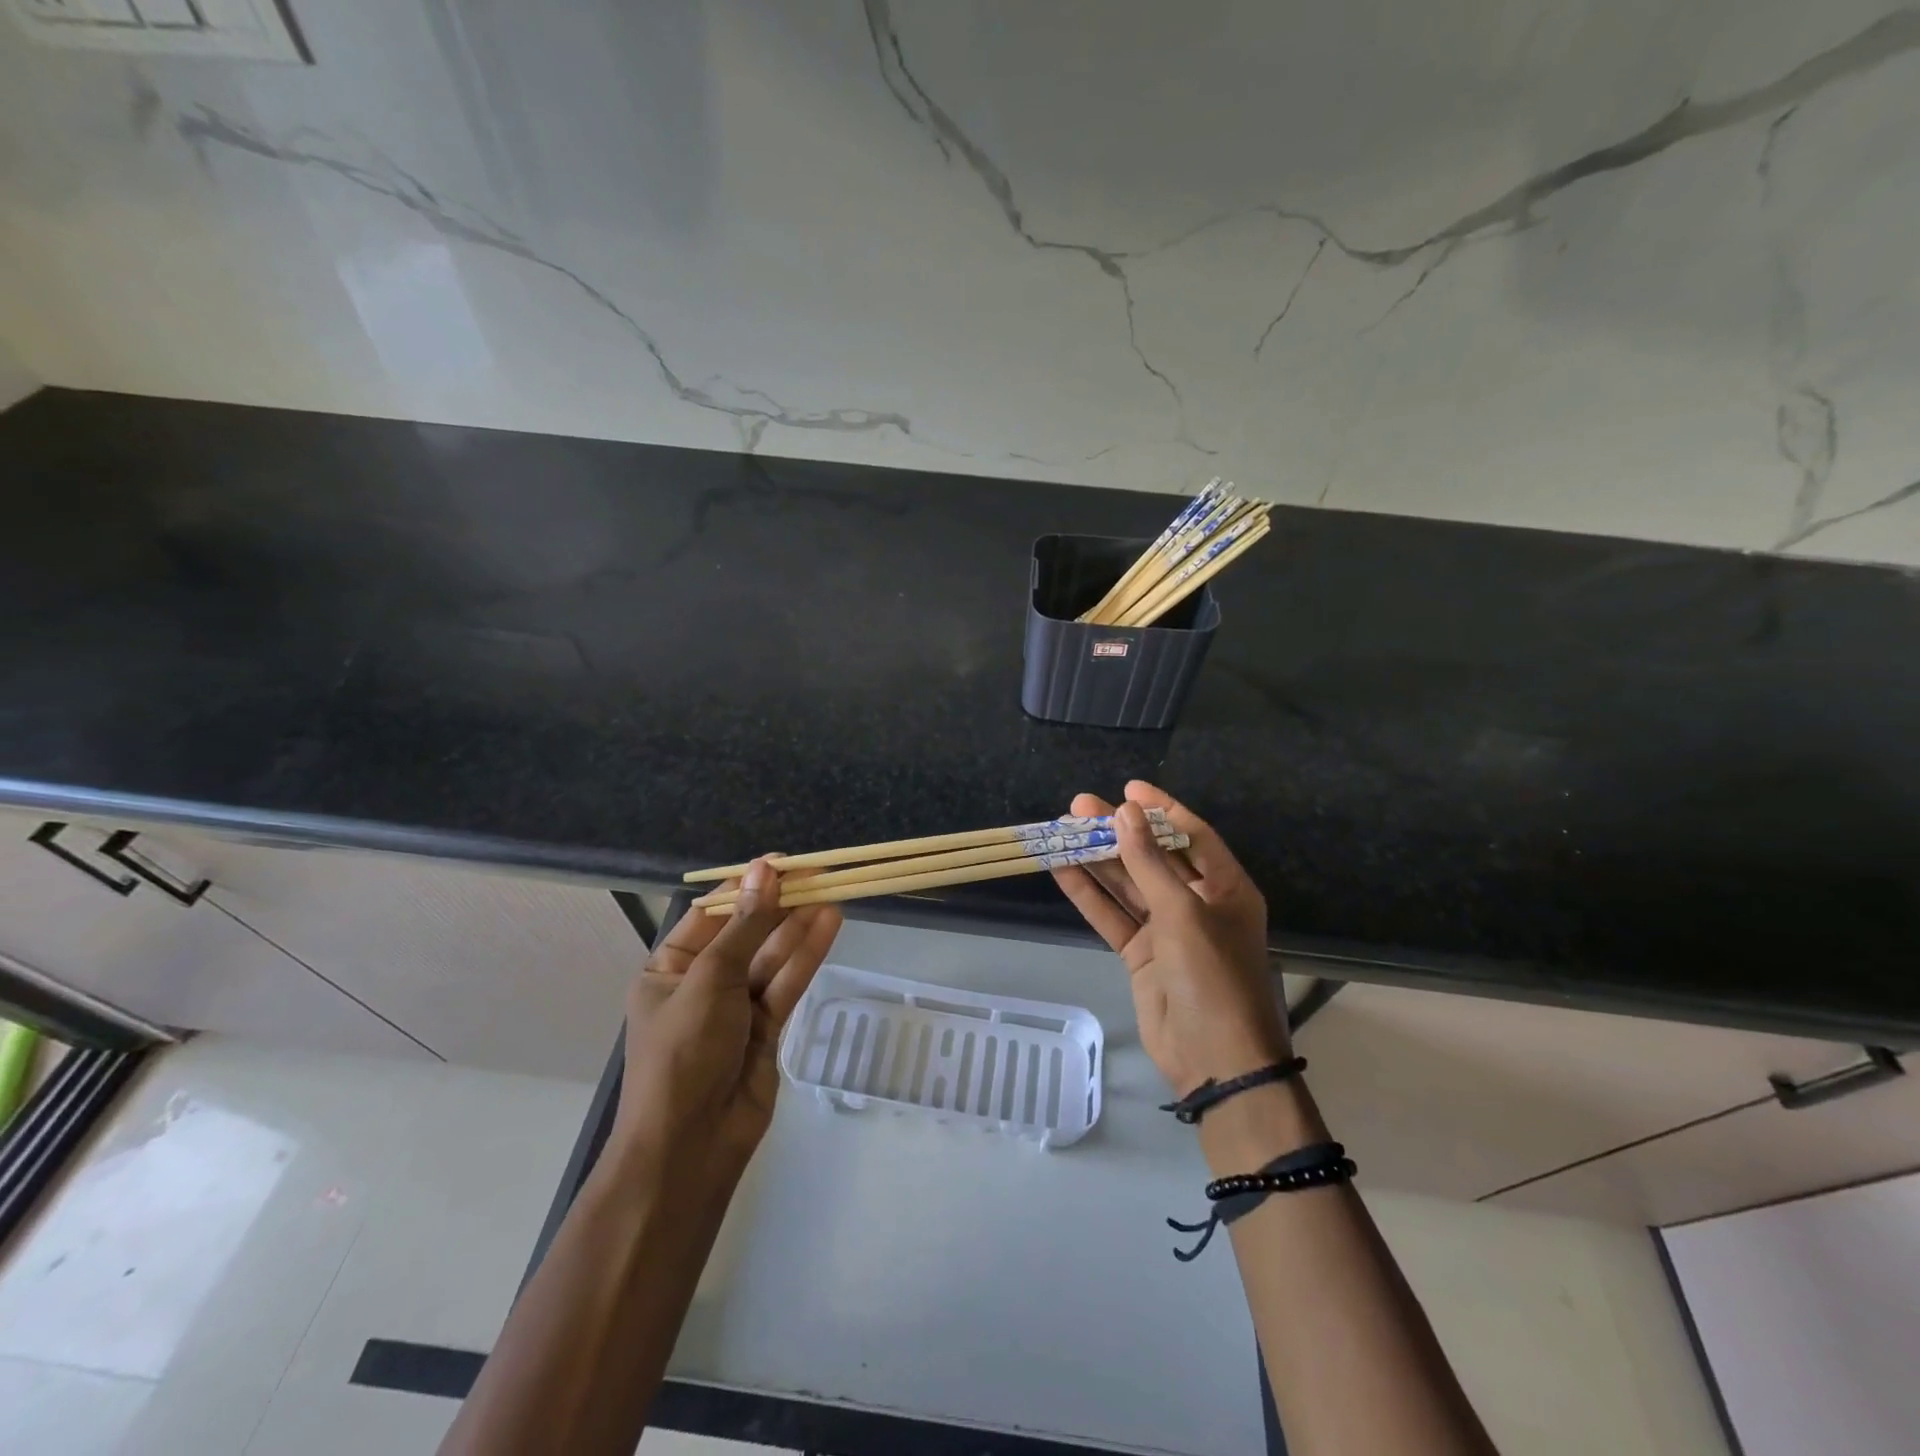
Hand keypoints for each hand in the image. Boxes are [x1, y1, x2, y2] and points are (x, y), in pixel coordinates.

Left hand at [613, 860, 842, 1168]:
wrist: (691, 1147)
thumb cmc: (684, 1054)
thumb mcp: (710, 980)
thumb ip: (745, 925)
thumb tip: (765, 869)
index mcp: (670, 968)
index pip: (711, 914)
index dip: (745, 886)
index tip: (782, 863)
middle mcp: (702, 983)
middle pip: (746, 932)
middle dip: (779, 904)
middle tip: (818, 873)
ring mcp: (736, 1007)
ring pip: (772, 956)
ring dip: (799, 925)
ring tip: (833, 891)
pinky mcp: (766, 1028)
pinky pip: (787, 983)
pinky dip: (807, 954)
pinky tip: (830, 924)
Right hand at [1051, 782, 1288, 1097]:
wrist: (1214, 1061)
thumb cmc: (1212, 977)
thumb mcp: (1183, 913)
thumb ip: (1150, 863)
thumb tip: (1126, 813)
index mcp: (1226, 887)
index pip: (1192, 834)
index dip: (1160, 808)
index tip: (1127, 788)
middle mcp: (1198, 903)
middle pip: (1153, 856)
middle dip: (1118, 831)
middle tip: (1079, 806)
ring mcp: (1167, 930)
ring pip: (1127, 884)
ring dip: (1097, 859)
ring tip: (1062, 829)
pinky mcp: (1141, 954)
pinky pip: (1112, 915)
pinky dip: (1089, 894)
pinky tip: (1062, 869)